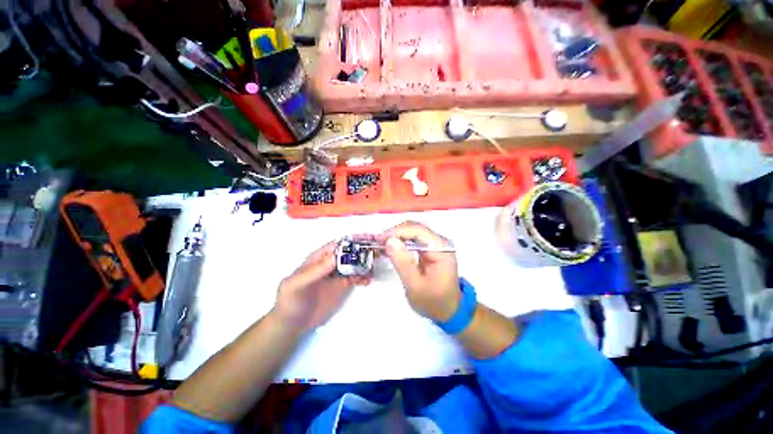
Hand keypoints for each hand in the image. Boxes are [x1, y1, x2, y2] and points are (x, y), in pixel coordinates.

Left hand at [273, 241, 370, 332]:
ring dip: (365, 263)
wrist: (291, 323)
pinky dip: (364, 276)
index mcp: (319, 258)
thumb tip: (335, 257)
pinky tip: (368, 280)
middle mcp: (330, 263)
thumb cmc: (290, 301)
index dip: (352, 240)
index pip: (338, 244)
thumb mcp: (297, 284)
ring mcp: (337, 274)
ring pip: (355, 263)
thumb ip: (315, 271)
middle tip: (377, 251)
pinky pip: (356, 277)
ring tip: (374, 267)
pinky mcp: (342, 285)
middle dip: (363, 249)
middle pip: (349, 252)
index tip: (367, 239)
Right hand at [379, 222, 460, 321]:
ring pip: (413, 231)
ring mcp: (436, 244)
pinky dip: (401, 241)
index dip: (397, 232)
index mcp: (441, 249)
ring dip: (397, 236)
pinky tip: (391, 248)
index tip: (380, 239)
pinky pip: (413, 239)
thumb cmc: (433, 301)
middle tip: (378, 243)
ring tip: (382, 245)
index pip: (418, 231)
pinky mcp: (430, 248)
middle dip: (395, 233)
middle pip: (415, 228)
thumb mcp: (415, 286)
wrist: (448, 309)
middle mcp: (440, 242)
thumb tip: (390, 241)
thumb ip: (403, 263)